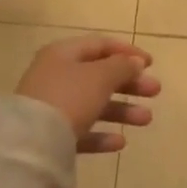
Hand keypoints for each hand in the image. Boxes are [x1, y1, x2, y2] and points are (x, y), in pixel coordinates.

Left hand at [14, 36, 159, 154]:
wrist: (31, 142)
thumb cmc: (69, 97)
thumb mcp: (101, 76)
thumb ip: (122, 66)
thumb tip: (135, 62)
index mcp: (64, 54)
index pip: (100, 45)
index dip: (128, 52)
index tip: (151, 64)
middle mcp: (56, 77)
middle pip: (99, 76)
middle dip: (130, 84)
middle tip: (155, 91)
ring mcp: (52, 107)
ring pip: (94, 104)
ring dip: (122, 110)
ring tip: (147, 119)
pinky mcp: (51, 136)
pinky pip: (82, 131)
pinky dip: (102, 135)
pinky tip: (120, 142)